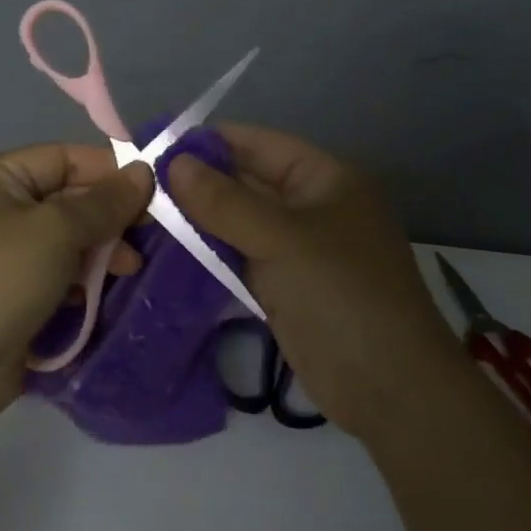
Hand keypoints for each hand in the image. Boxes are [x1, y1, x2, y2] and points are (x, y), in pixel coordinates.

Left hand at [0, 144, 154, 428]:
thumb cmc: (2, 280)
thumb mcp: (58, 231)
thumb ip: (104, 201)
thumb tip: (143, 171)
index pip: (61, 158)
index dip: (108, 169)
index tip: (153, 187)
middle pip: (65, 197)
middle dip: (108, 215)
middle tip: (151, 231)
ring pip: (64, 237)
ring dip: (100, 249)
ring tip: (132, 267)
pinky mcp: (10, 291)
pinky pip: (54, 269)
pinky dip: (81, 276)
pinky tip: (106, 289)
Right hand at [167, 125, 457, 438]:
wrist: (390, 388)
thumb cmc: (341, 295)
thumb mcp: (281, 239)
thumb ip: (224, 201)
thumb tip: (172, 163)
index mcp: (324, 179)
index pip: (257, 144)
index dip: (208, 142)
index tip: (155, 146)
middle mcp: (310, 206)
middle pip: (246, 182)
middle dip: (198, 182)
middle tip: (140, 185)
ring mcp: (298, 248)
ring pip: (239, 221)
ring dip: (199, 218)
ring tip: (144, 212)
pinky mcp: (284, 285)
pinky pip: (240, 255)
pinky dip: (210, 251)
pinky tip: (170, 249)